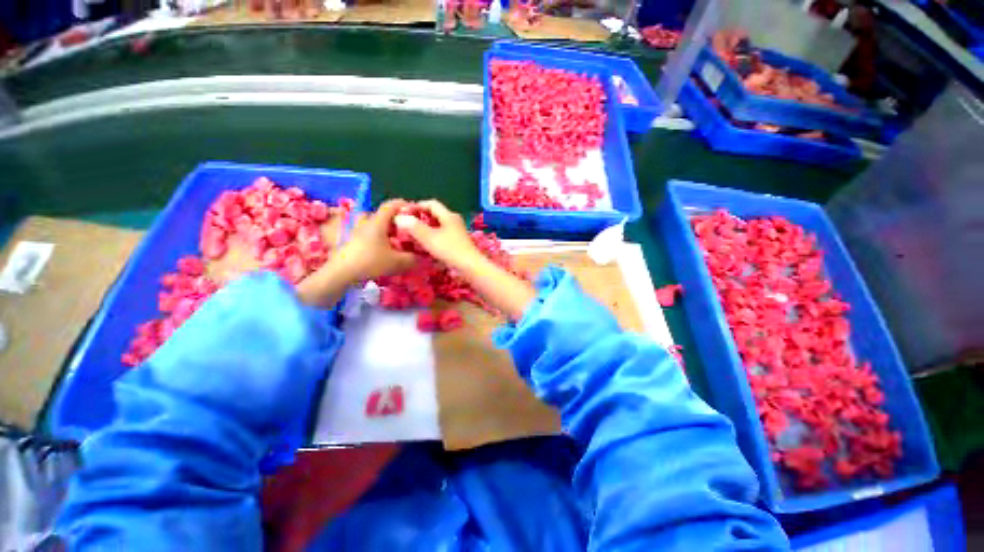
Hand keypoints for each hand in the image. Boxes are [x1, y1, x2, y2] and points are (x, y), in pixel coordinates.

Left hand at [333, 199, 417, 281]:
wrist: (341, 273)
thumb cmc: (370, 262)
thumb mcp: (396, 262)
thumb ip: (412, 259)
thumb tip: (421, 258)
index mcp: (377, 222)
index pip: (391, 205)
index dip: (403, 204)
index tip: (414, 209)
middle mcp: (366, 223)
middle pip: (381, 214)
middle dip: (395, 219)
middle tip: (406, 227)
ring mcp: (356, 232)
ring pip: (373, 224)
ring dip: (384, 228)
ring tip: (394, 238)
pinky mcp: (351, 241)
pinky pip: (367, 234)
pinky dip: (377, 237)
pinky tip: (383, 249)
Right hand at [393, 200, 482, 269]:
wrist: (470, 267)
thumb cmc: (450, 250)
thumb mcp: (429, 238)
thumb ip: (414, 227)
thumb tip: (399, 217)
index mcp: (448, 215)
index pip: (431, 204)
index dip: (416, 206)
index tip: (404, 213)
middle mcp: (454, 221)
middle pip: (435, 214)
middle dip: (420, 218)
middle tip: (407, 226)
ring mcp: (457, 232)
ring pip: (438, 226)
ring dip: (426, 229)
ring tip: (413, 236)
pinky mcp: (458, 242)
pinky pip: (442, 235)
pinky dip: (433, 237)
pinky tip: (426, 246)